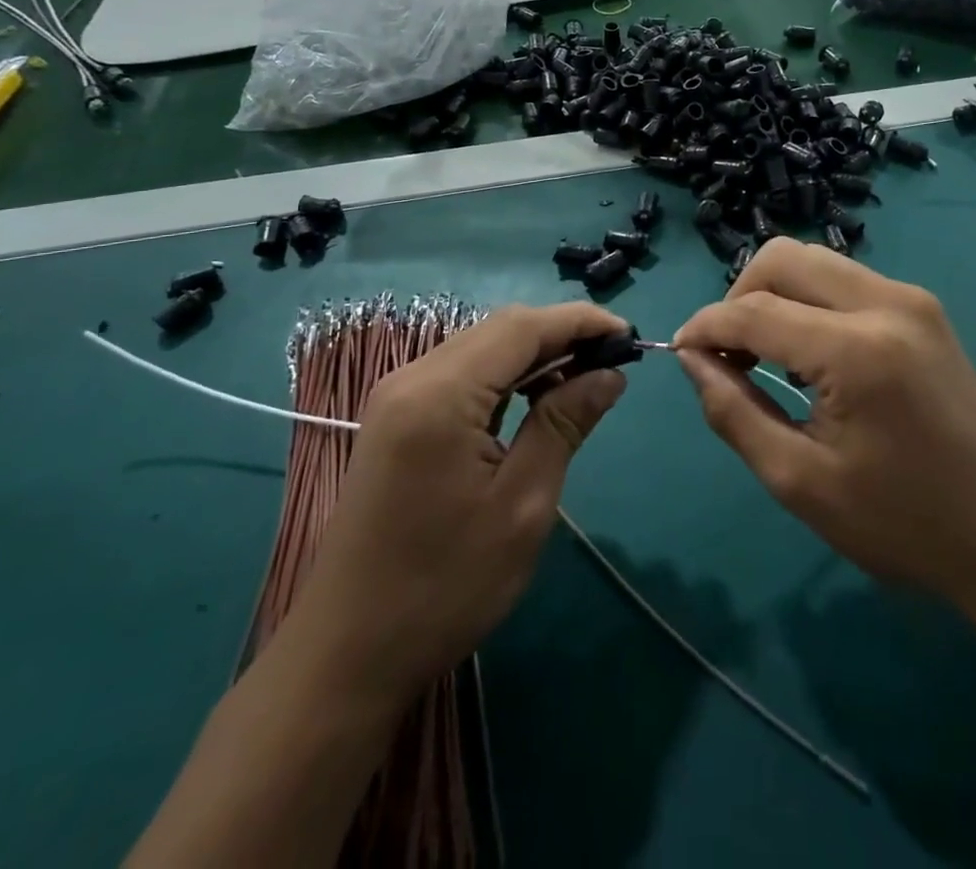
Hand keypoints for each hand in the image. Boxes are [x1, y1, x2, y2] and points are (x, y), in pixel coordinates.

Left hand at [292, 302, 629, 694]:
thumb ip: (564, 424)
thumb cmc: (444, 586)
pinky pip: (461, 375)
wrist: (347, 655)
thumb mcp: (523, 505)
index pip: (522, 327)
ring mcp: (397, 397)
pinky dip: (505, 377)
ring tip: (584, 381)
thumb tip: (610, 375)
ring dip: (534, 355)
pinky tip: (535, 401)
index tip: (629, 335)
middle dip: (560, 335)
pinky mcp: (395, 419)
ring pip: (481, 348)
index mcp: (440, 394)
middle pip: (499, 329)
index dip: (580, 321)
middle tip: (612, 361)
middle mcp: (412, 378)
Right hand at [675, 240, 975, 629]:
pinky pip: (845, 280)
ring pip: (815, 260)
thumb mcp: (800, 482)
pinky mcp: (924, 308)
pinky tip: (806, 350)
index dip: (706, 328)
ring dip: (774, 294)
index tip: (680, 353)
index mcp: (857, 350)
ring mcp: (912, 298)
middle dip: (738, 296)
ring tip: (761, 353)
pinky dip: (809, 300)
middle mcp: (886, 303)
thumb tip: (691, 360)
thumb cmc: (901, 524)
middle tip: (726, 354)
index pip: (754, 310)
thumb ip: (734, 412)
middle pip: (784, 258)